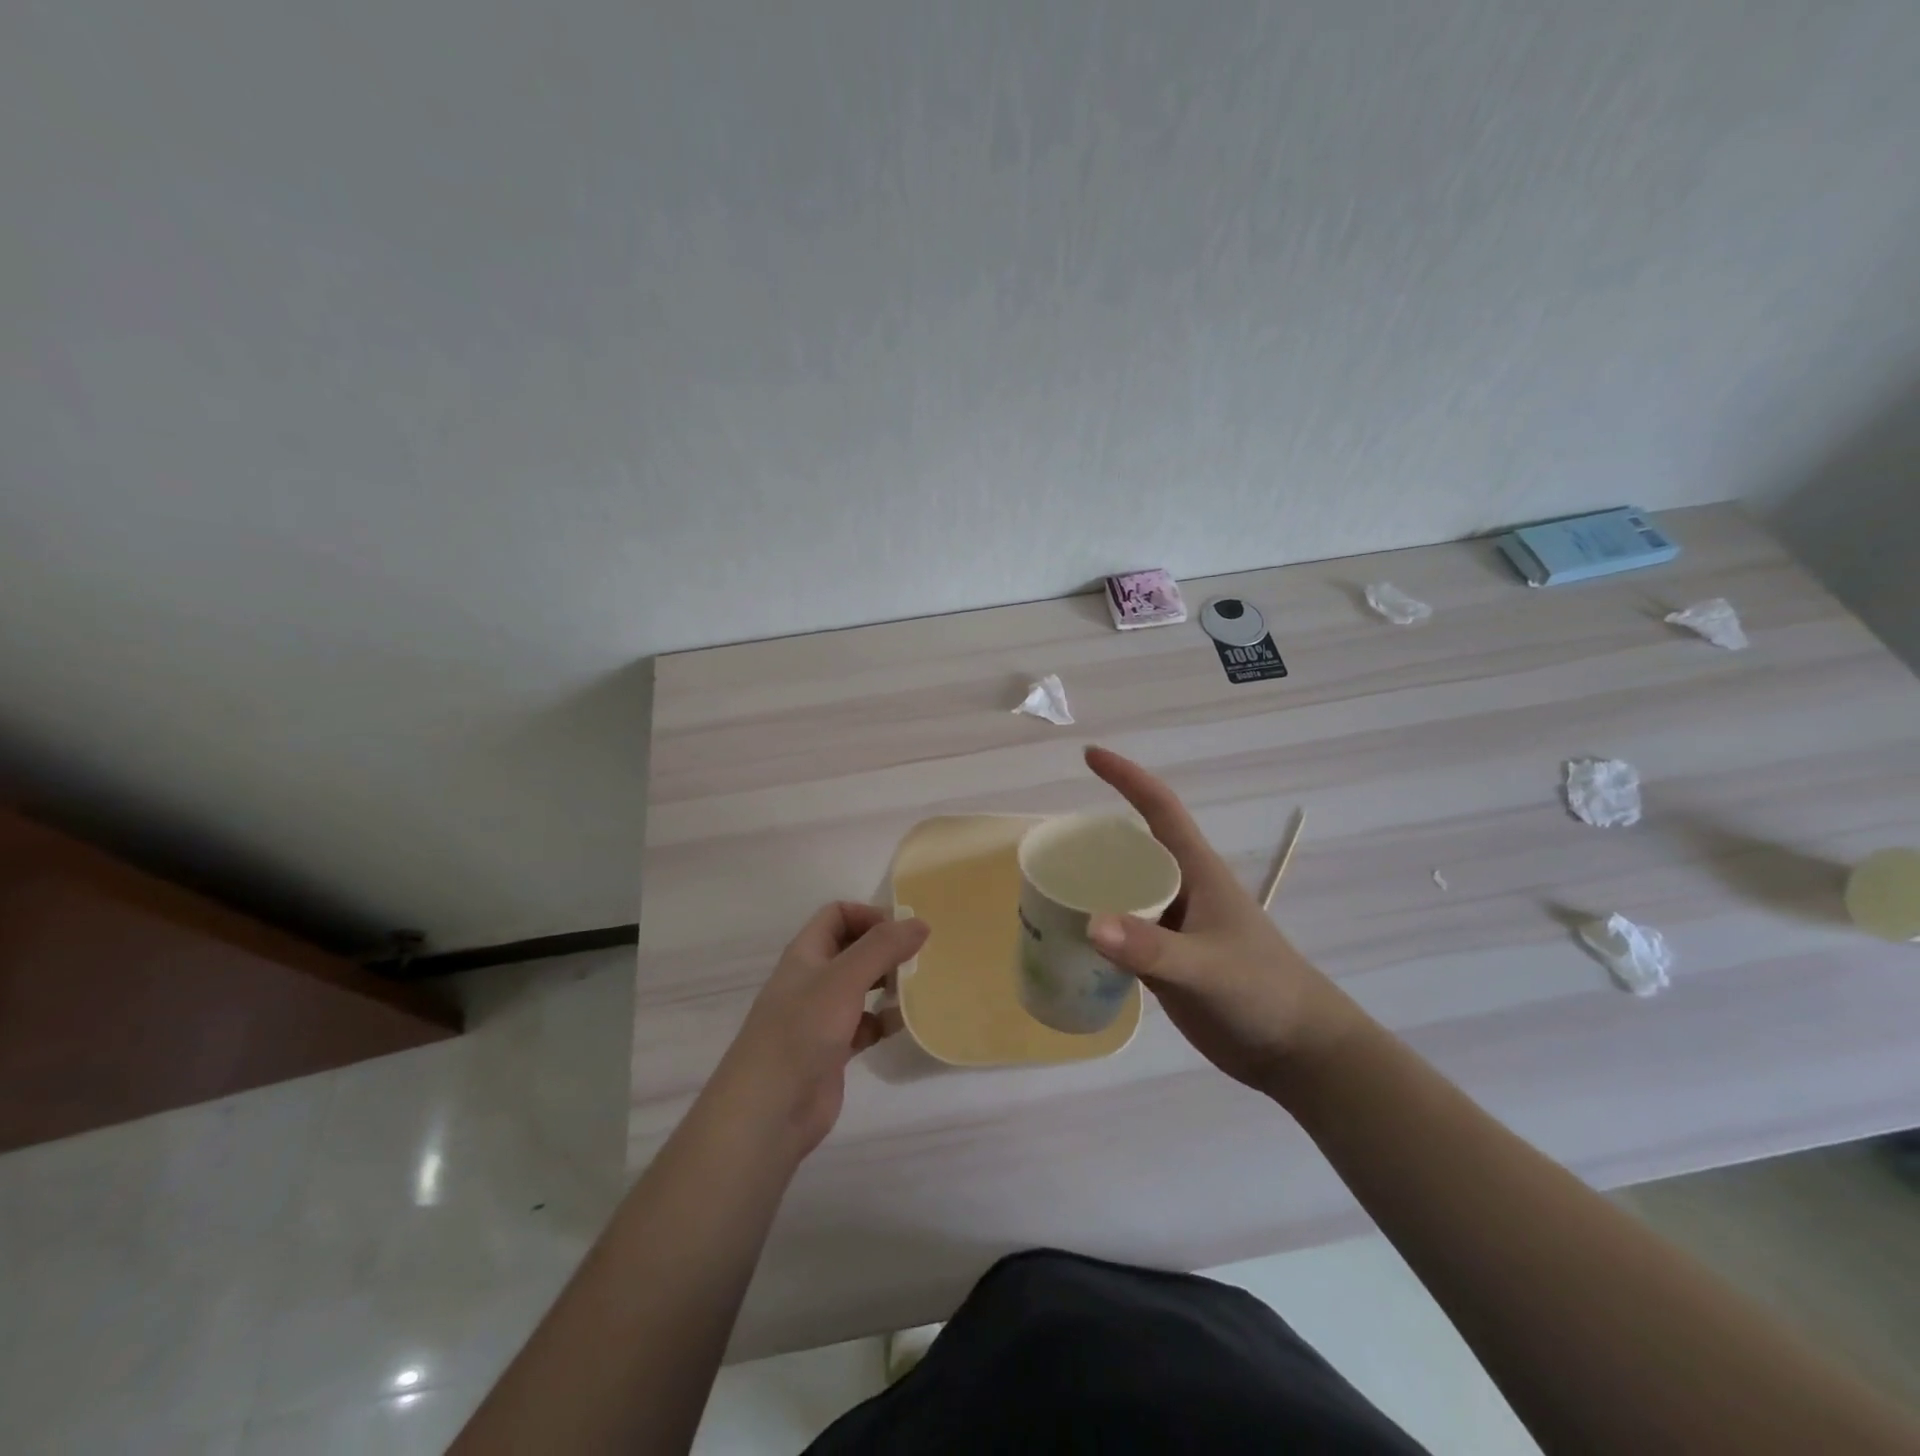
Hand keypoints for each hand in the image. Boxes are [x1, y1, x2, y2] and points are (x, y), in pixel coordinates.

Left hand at [709, 902, 928, 1160]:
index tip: (903, 931)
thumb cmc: (802, 1031)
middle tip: (920, 958)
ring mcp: (821, 1016)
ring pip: (861, 987)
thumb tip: (920, 922)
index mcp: (806, 953)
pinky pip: (865, 1025)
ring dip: (888, 984)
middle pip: (852, 949)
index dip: (869, 915)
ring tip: (918, 987)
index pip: (837, 915)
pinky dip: (884, 1021)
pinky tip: (904, 1024)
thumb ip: (882, 947)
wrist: (769, 1110)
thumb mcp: (844, 979)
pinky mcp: (832, 1050)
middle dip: (885, 949)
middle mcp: (813, 979)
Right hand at [1083, 746, 1363, 1092]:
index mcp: (1197, 871)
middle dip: (1094, 838)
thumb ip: (1151, 949)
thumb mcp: (1207, 967)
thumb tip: (1090, 924)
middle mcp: (1181, 889)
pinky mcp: (1165, 959)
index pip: (1158, 808)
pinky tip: (1067, 938)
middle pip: (1131, 848)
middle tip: (1050, 845)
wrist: (1294, 1050)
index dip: (1126, 777)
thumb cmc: (1262, 992)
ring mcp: (1172, 925)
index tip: (1089, 756)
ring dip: (1091, 885)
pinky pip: (1122, 931)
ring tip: (1046, 889)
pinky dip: (1097, 928)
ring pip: (1123, 890)